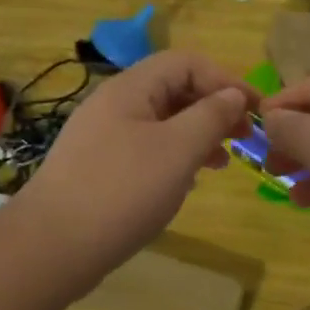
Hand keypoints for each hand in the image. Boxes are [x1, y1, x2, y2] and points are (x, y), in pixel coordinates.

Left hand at [14, 52, 254, 295]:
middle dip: (213, 108)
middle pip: (173, 90)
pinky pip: (145, 149)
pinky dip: (174, 158)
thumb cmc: (122, 192)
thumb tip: (234, 95)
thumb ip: (211, 116)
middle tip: (243, 138)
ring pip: (161, 122)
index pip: (186, 63)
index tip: (256, 111)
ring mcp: (102, 137)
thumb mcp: (178, 150)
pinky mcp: (98, 168)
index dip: (226, 80)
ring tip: (222, 162)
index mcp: (130, 89)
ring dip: (196, 135)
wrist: (53, 246)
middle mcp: (113, 105)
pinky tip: (186, 182)